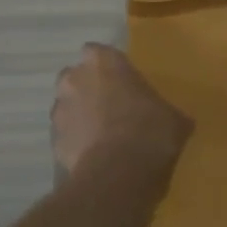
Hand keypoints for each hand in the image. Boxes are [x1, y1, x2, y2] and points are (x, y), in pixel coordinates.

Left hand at [51, 43, 191, 190]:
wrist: (118, 174)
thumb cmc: (150, 131)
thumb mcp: (173, 118)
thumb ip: (164, 110)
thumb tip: (172, 120)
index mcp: (103, 62)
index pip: (98, 52)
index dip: (108, 67)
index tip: (122, 82)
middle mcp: (74, 79)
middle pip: (76, 77)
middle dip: (88, 89)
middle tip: (111, 107)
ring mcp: (59, 111)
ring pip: (67, 107)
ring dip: (80, 117)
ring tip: (103, 137)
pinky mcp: (53, 142)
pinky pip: (66, 137)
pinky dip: (76, 143)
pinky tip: (95, 158)